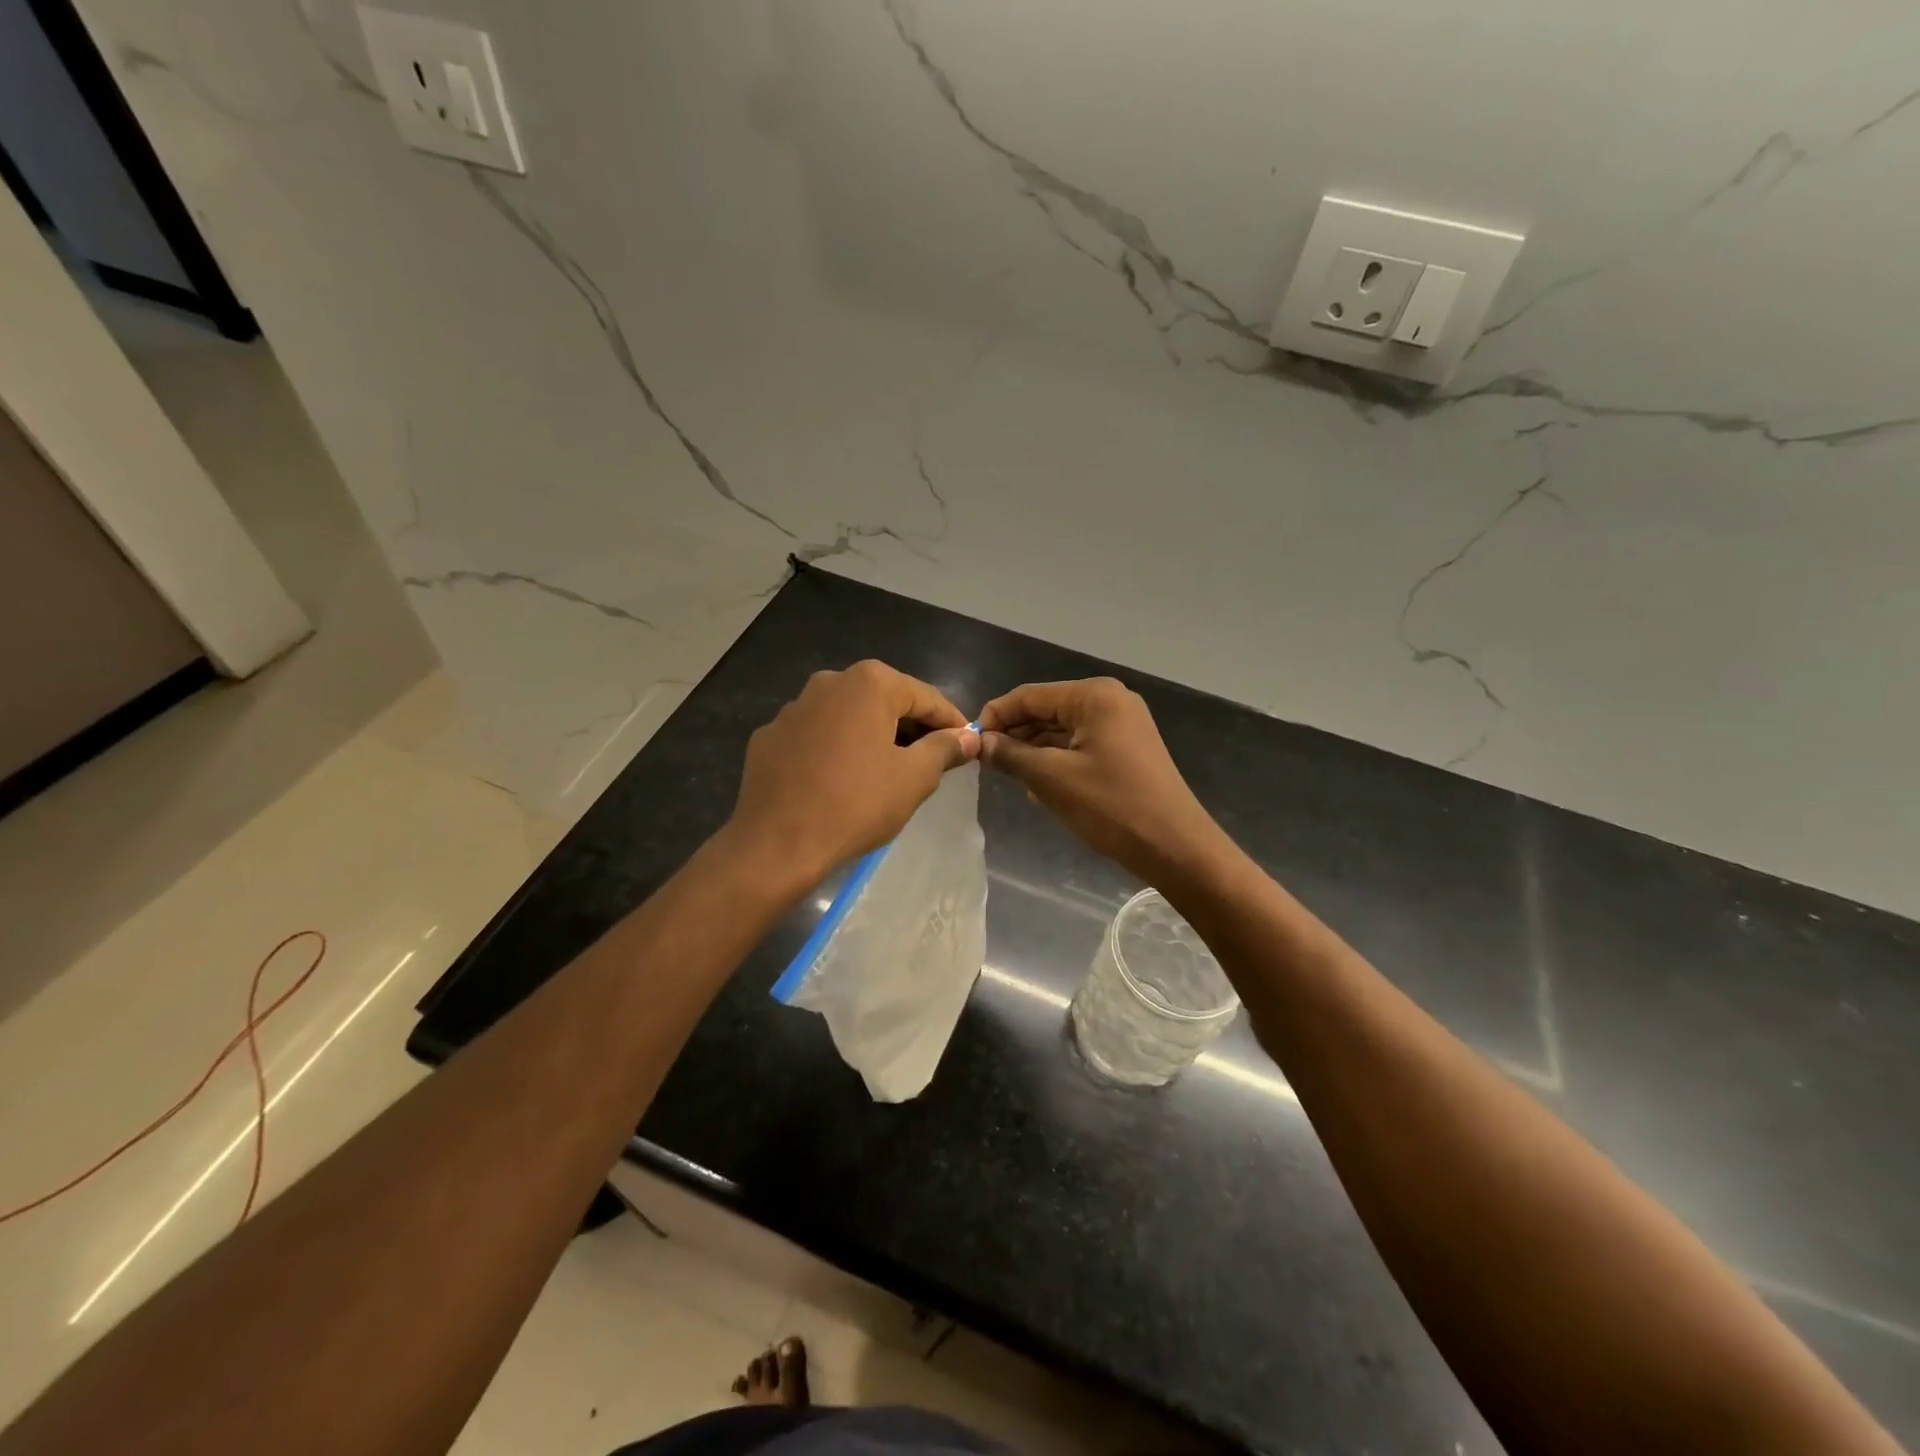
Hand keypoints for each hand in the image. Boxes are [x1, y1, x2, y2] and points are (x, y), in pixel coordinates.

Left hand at [727, 660, 978, 886]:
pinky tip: (841, 781)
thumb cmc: (856, 803)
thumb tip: (968, 737)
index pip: (925, 697)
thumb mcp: (914, 778)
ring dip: (872, 737)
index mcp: (869, 683)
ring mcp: (794, 708)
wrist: (777, 843)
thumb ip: (944, 749)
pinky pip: (817, 737)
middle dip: (911, 728)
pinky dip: (836, 750)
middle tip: (932, 761)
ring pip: (848, 717)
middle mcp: (829, 682)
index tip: (968, 744)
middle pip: (885, 701)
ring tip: (887, 772)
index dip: (951, 722)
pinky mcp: (770, 736)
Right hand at [978, 678, 1228, 889]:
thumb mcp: (1051, 779)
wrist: (1174, 847)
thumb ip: (1011, 755)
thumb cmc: (1111, 806)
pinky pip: (1079, 746)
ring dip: (1033, 751)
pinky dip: (1056, 761)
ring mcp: (1122, 725)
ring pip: (1061, 730)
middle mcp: (1110, 701)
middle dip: (1015, 734)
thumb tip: (980, 743)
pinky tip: (1036, 787)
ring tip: (1006, 776)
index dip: (996, 715)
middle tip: (984, 762)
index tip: (969, 741)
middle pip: (1046, 710)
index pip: (1030, 695)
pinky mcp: (1126, 750)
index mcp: (1094, 696)